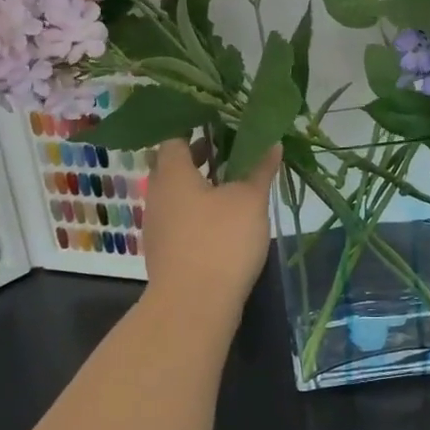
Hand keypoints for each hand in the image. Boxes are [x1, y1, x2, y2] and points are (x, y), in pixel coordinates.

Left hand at [141, 138, 279, 317]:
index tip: (220, 122)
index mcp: (172, 174)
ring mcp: (157, 226)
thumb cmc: (221, 241)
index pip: (174, 137)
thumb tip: (271, 142)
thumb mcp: (249, 200)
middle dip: (201, 156)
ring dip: (201, 186)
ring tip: (233, 184)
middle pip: (174, 166)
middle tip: (232, 150)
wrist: (193, 306)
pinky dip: (199, 211)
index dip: (195, 126)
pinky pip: (180, 219)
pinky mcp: (165, 251)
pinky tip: (224, 221)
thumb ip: (260, 169)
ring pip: (177, 194)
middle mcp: (157, 195)